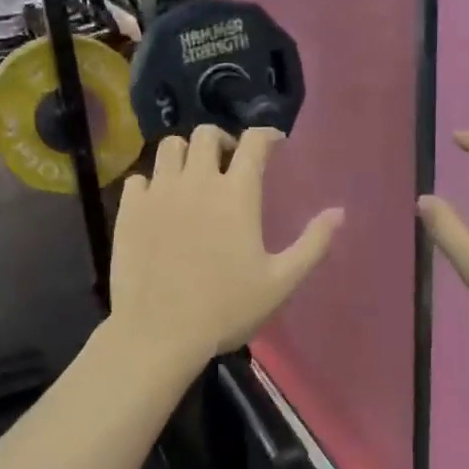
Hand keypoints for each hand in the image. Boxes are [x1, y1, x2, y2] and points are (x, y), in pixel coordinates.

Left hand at [110, 126, 343, 366]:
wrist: (159, 333)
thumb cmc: (226, 309)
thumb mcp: (280, 282)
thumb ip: (313, 244)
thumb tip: (339, 213)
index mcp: (237, 194)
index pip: (254, 143)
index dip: (267, 136)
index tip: (275, 144)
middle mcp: (197, 182)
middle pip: (206, 134)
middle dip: (223, 140)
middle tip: (230, 163)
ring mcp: (158, 193)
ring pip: (169, 148)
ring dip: (186, 154)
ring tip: (194, 177)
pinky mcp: (129, 211)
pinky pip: (139, 178)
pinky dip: (153, 183)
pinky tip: (160, 203)